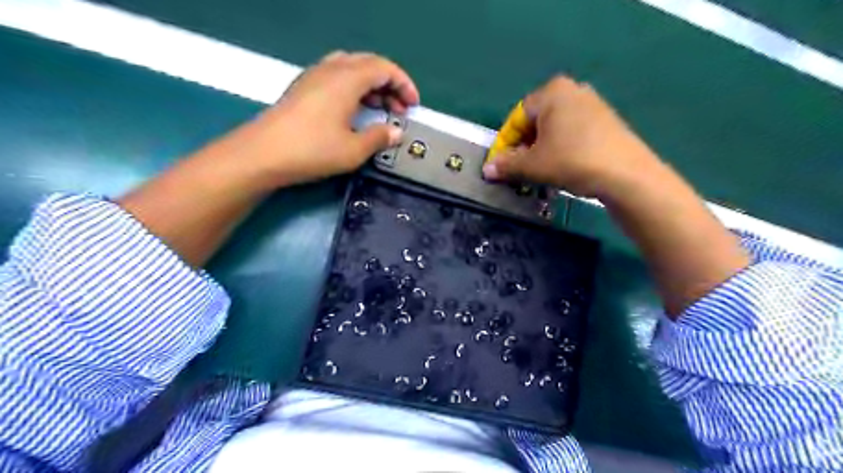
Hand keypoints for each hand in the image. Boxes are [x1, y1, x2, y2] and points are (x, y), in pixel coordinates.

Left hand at [250, 50, 421, 186]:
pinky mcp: (303, 88)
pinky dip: (353, 88)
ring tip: (380, 109)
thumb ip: (379, 138)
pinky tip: (354, 110)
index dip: (404, 84)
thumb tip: (396, 132)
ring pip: (351, 69)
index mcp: (347, 79)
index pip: (385, 68)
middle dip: (390, 84)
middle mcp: (331, 69)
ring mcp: (314, 76)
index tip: (413, 105)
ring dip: (371, 85)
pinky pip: (336, 77)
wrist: (263, 153)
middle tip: (399, 109)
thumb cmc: (313, 150)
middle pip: (369, 64)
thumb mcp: (354, 150)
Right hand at [485, 76, 662, 197]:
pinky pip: (573, 132)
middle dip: (523, 147)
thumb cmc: (572, 161)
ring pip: (554, 128)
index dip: (504, 144)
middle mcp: (573, 90)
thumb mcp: (533, 165)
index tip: (499, 165)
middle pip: (536, 121)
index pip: (516, 118)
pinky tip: (562, 166)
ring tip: (538, 171)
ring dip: (541, 149)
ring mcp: (593, 104)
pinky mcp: (606, 120)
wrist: (626, 174)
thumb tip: (487, 170)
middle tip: (518, 169)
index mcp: (552, 92)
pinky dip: (560, 148)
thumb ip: (507, 165)